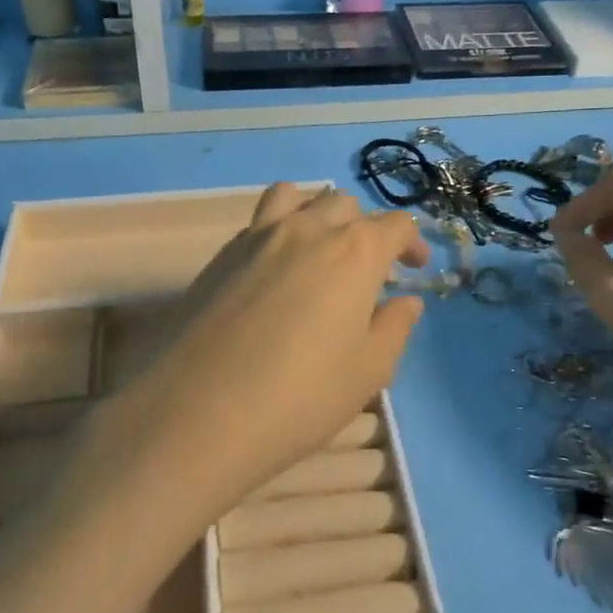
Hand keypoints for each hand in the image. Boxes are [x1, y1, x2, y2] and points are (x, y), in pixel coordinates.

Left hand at [109, 183, 429, 514]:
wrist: (198, 414)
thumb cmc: (300, 396)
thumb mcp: (368, 371)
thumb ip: (394, 327)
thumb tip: (405, 301)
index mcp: (353, 251)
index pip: (395, 225)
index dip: (412, 244)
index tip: (415, 269)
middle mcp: (307, 228)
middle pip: (345, 205)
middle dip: (365, 230)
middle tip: (368, 273)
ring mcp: (258, 235)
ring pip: (297, 198)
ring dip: (318, 215)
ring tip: (320, 252)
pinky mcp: (221, 254)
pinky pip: (260, 221)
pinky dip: (280, 229)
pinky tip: (277, 273)